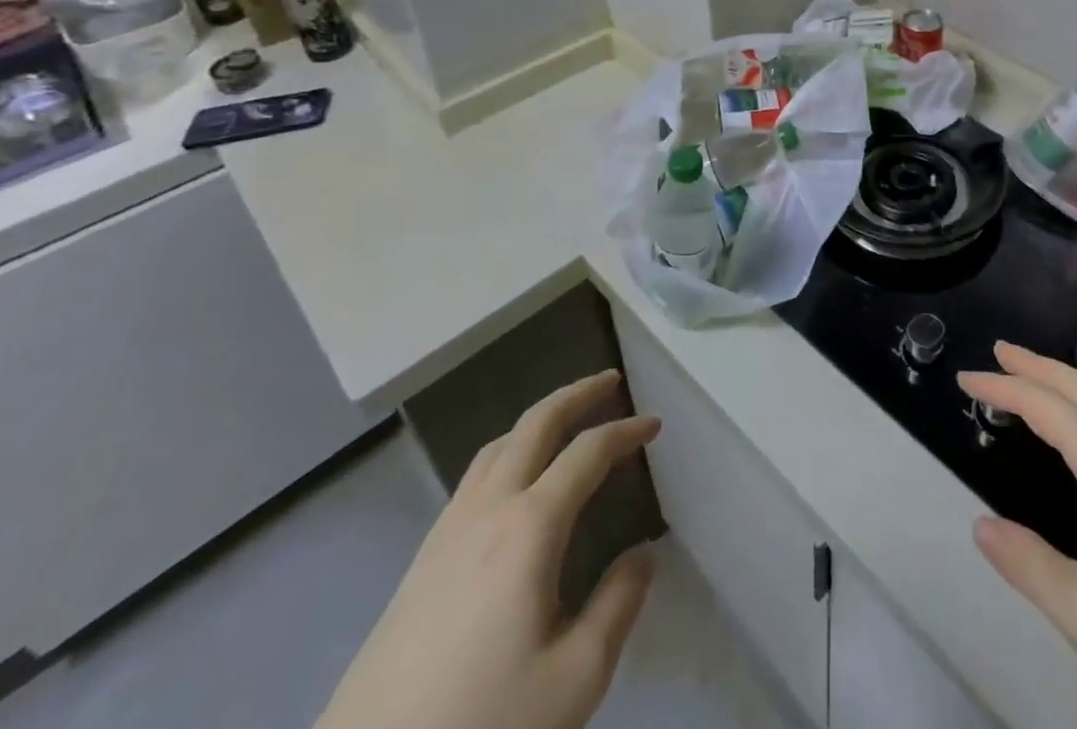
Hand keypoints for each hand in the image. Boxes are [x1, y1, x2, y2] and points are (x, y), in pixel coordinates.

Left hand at [317, 369, 658, 728]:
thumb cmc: (484, 724)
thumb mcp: (574, 678)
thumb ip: (618, 605)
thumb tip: (642, 555)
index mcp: (529, 527)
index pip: (587, 453)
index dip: (625, 431)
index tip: (655, 425)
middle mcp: (488, 510)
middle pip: (535, 425)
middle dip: (577, 394)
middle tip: (610, 381)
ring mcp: (447, 532)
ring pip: (498, 445)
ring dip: (538, 419)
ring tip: (566, 420)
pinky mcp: (421, 561)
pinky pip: (475, 477)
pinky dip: (509, 451)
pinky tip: (515, 482)